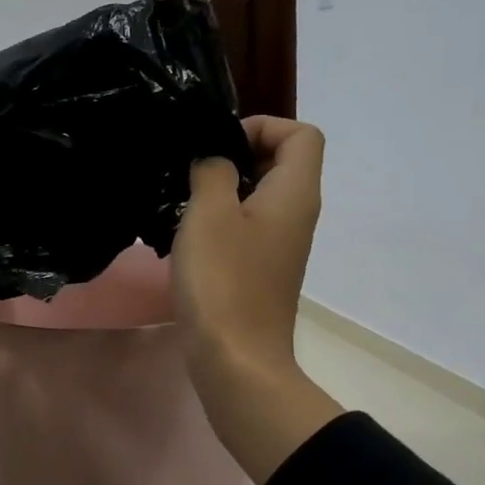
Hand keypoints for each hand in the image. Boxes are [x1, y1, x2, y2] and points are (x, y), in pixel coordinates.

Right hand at [172, 117, 343, 483]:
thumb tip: (213, 159)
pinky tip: (186, 236)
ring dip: (222, 188)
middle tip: (192, 170)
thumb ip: (212, 170)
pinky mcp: (261, 268)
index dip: (261, 127)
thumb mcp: (209, 213)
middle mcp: (297, 213)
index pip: (301, 133)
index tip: (218, 146)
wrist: (235, 358)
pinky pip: (247, 224)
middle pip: (280, 160)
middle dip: (235, 154)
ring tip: (183, 201)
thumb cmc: (223, 280)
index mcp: (295, 193)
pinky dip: (220, 219)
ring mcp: (280, 244)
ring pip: (259, 194)